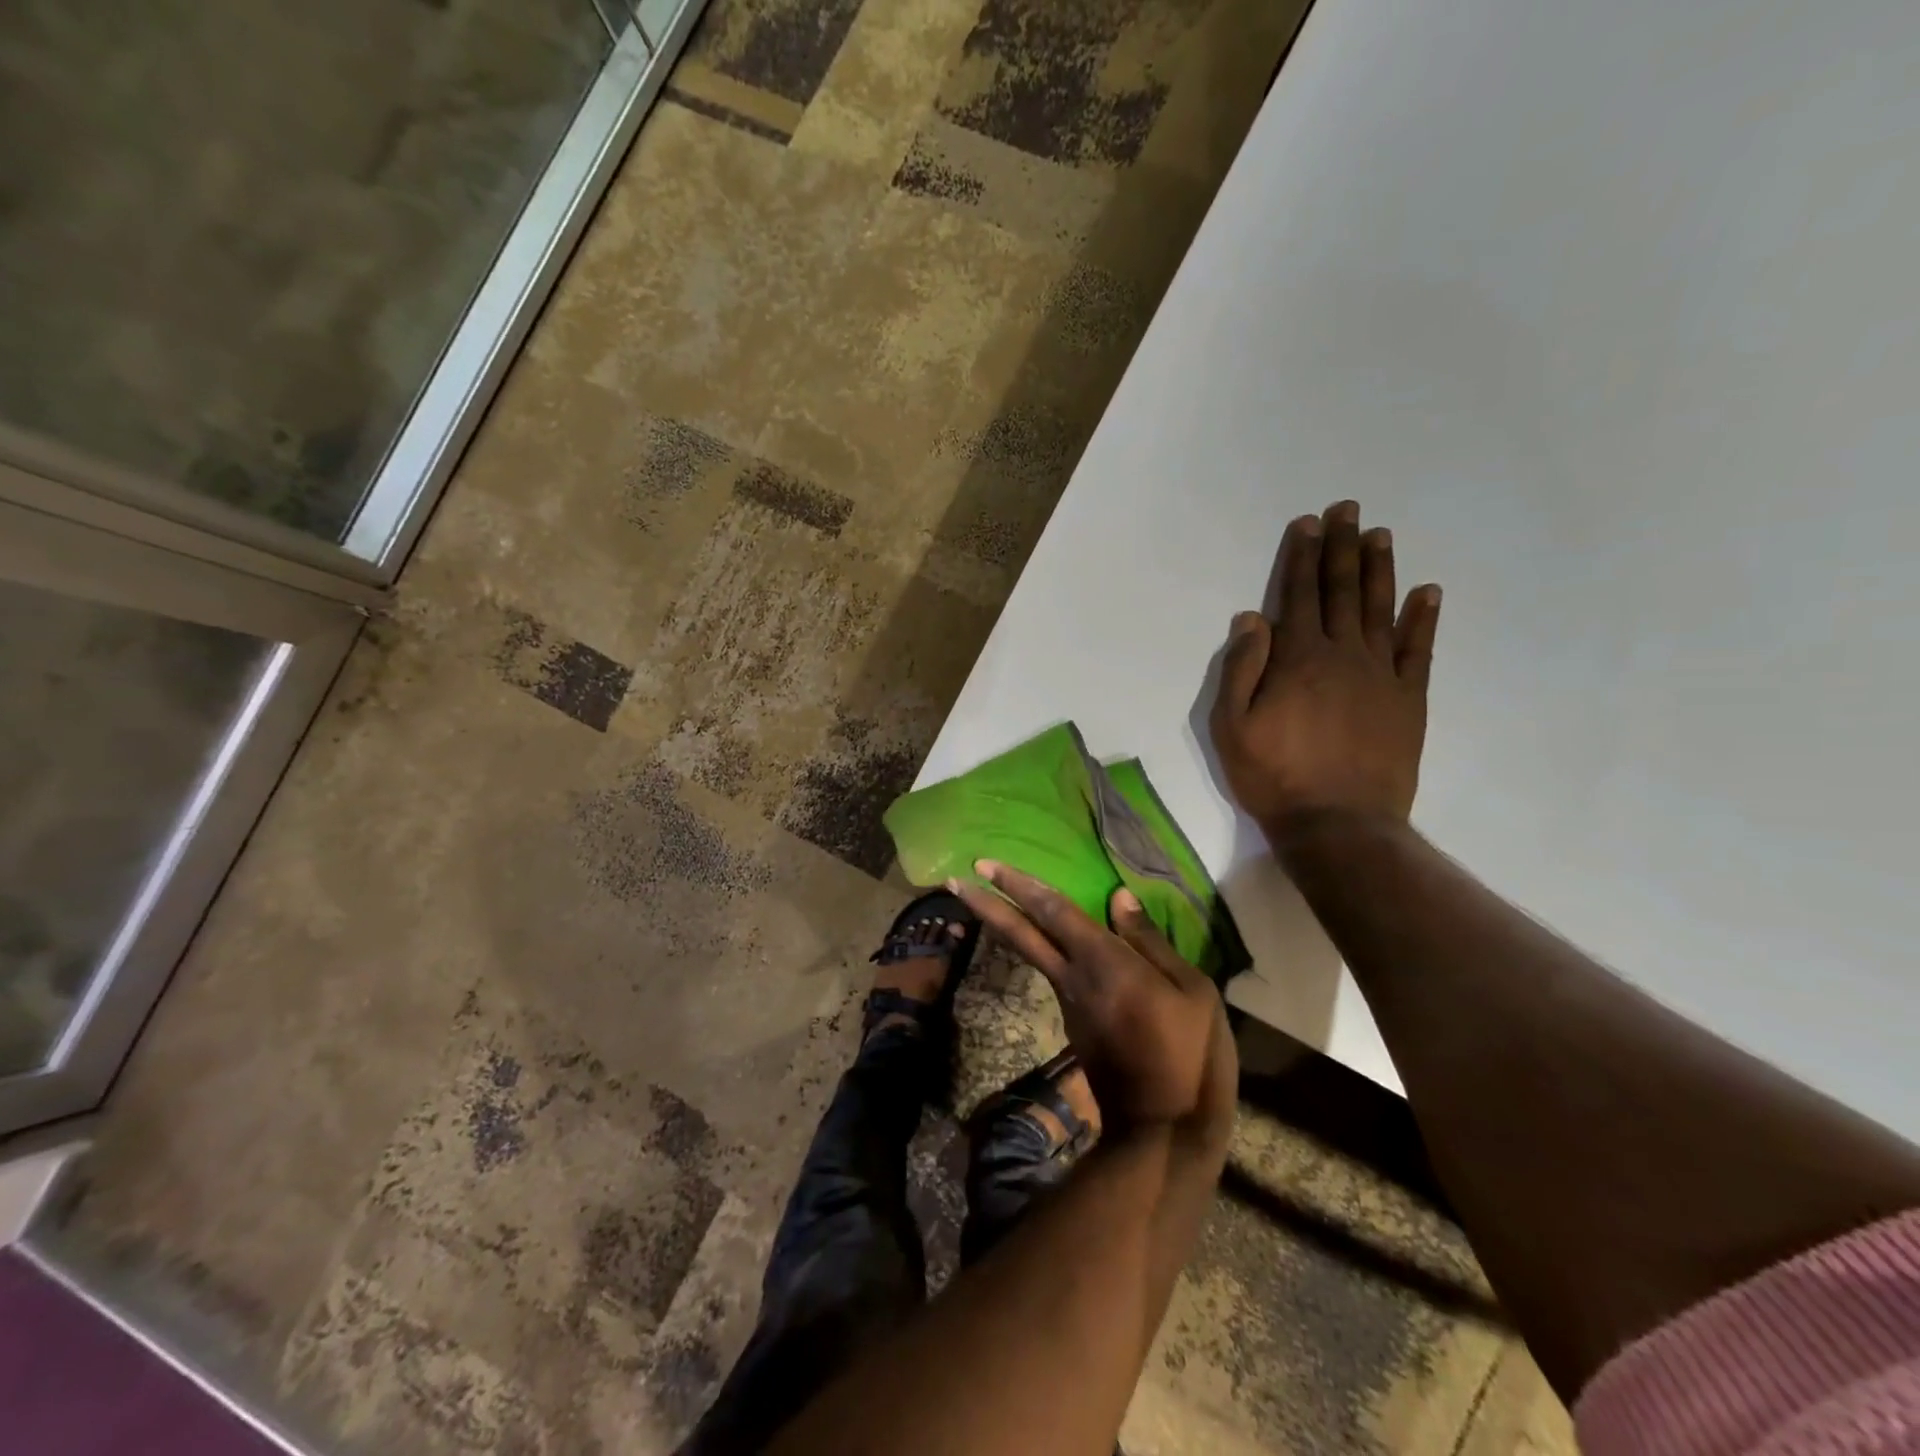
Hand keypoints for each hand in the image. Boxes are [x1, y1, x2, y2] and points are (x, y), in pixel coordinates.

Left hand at [951, 861, 1236, 1141]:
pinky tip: (1048, 938)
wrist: (1165, 1130)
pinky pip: (1052, 972)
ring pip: (1030, 953)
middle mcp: (1073, 978)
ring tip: (988, 899)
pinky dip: (1039, 948)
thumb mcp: (1192, 991)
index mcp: (1104, 962)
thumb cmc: (1191, 1055)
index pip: (1053, 911)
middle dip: (986, 904)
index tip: (984, 864)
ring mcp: (1067, 1003)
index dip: (1019, 884)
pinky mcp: (1072, 1024)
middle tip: (954, 880)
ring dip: (1004, 925)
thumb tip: (1119, 896)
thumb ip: (1149, 940)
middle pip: (1020, 934)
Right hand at [1210, 499, 1441, 838]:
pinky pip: (1418, 650)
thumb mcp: (1231, 726)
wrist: (1338, 823)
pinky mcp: (1408, 700)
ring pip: (1380, 610)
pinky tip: (1427, 592)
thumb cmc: (1273, 776)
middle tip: (1347, 509)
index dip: (1301, 557)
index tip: (1307, 523)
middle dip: (1341, 547)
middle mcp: (1342, 654)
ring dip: (1379, 569)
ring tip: (1379, 534)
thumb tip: (1252, 618)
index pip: (1299, 595)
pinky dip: (1422, 618)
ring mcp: (1381, 675)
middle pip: (1341, 591)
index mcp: (1297, 659)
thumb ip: (1240, 669)